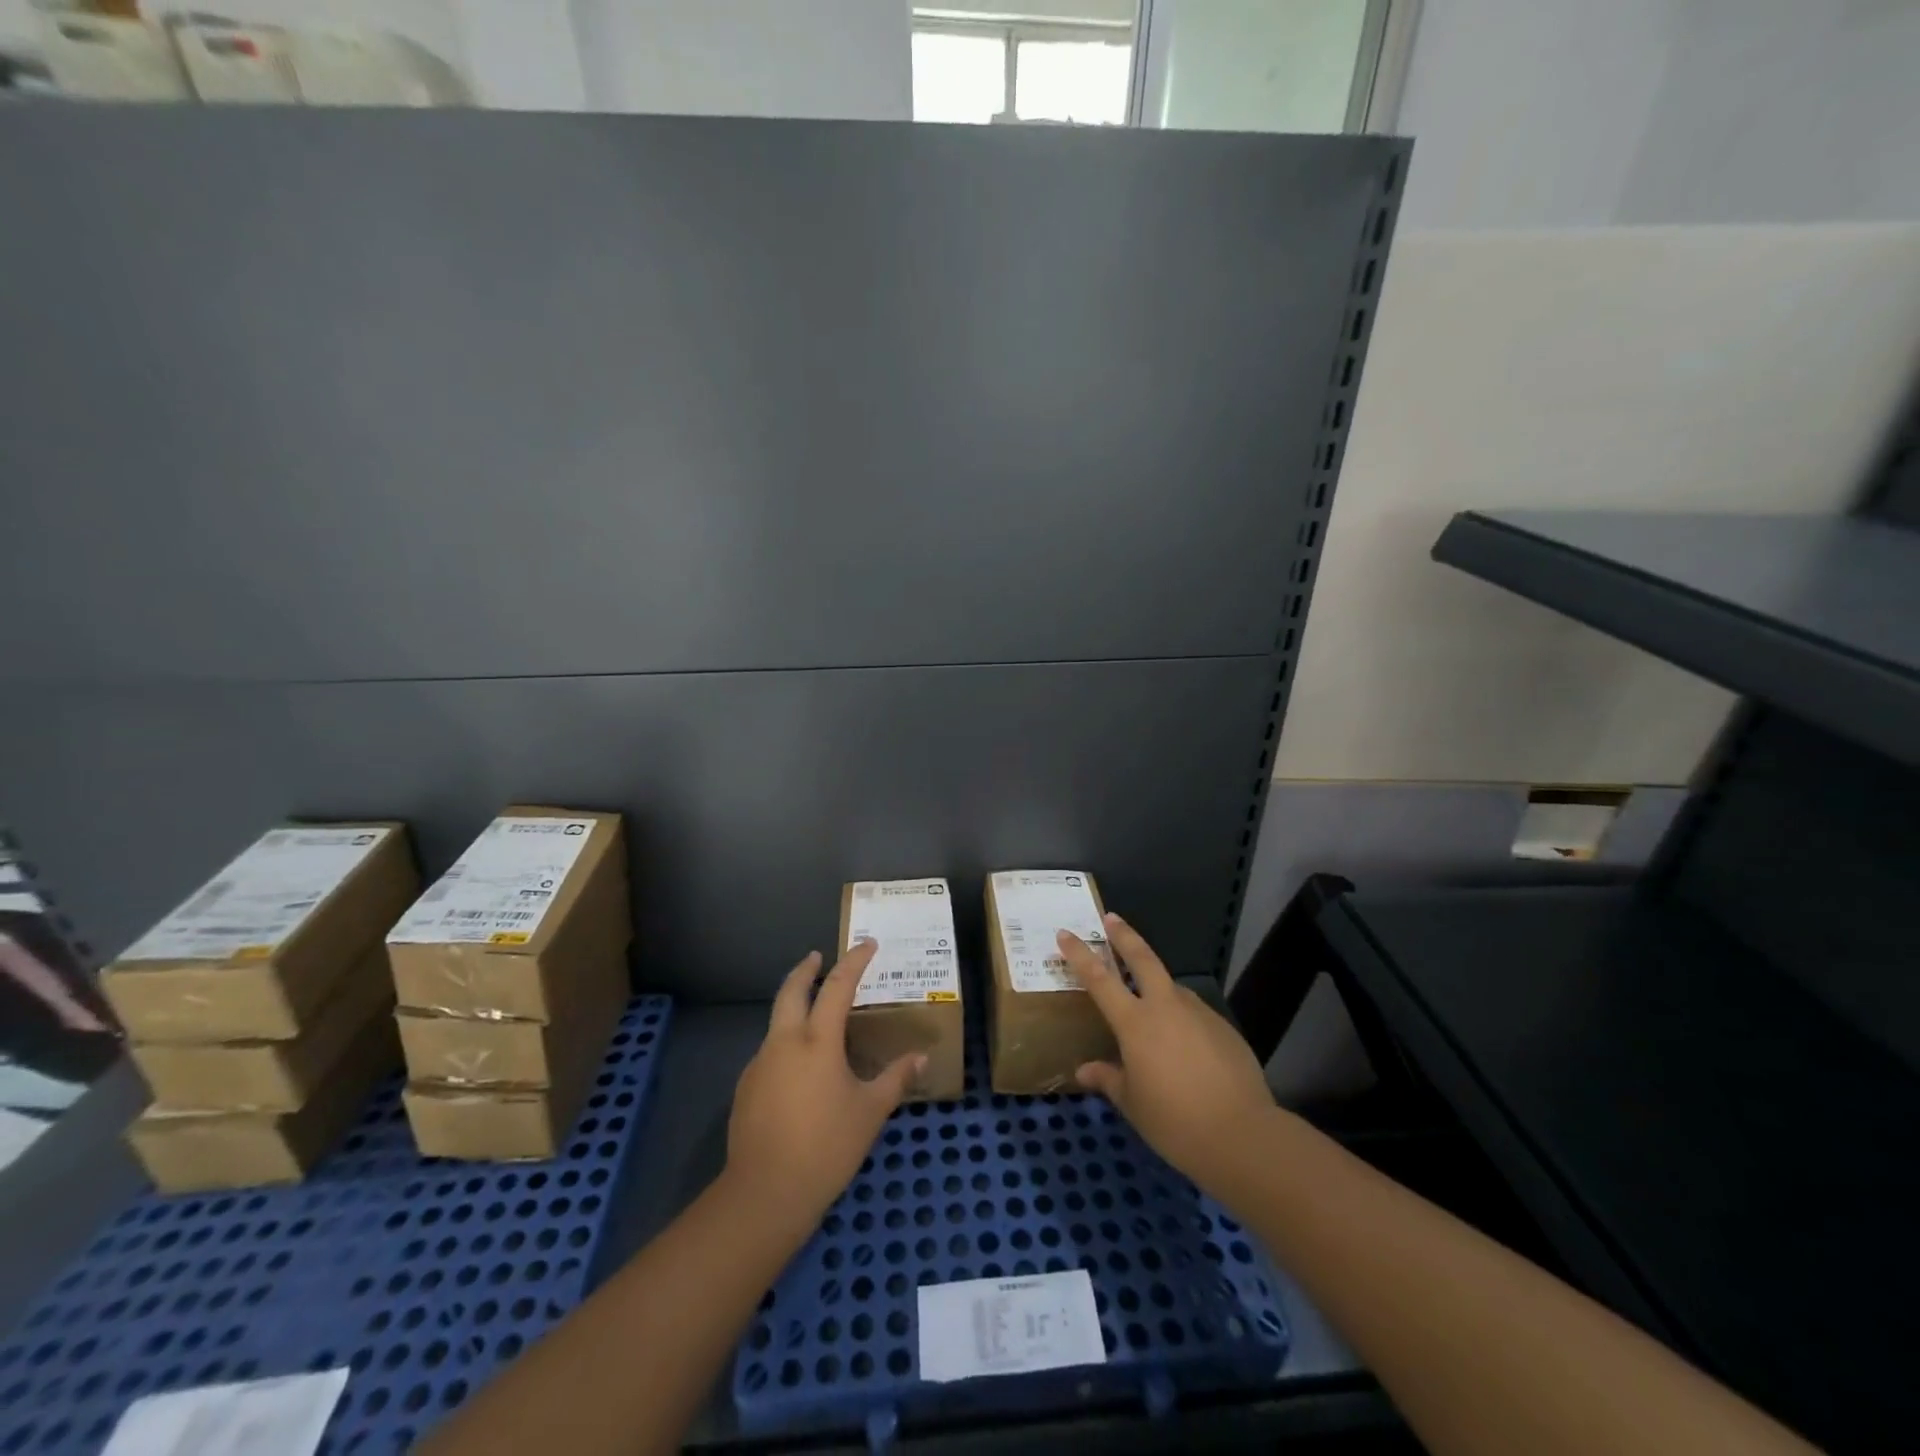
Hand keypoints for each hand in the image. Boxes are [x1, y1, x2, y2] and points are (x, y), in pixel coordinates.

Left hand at [727, 940, 924, 1222]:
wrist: (764, 1193)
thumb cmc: (827, 1147)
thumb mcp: (870, 1112)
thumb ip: (895, 1079)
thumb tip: (921, 1058)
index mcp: (817, 1041)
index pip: (837, 987)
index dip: (854, 962)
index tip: (867, 944)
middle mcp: (784, 1042)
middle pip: (791, 990)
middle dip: (806, 970)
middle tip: (818, 958)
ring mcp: (760, 1064)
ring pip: (777, 1022)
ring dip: (794, 1008)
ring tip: (815, 1018)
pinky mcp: (746, 1088)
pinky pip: (770, 1052)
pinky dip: (786, 1044)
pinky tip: (800, 1069)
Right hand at [1057, 914, 1276, 1189]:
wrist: (1242, 1135)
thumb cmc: (1174, 1122)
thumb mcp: (1132, 1104)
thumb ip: (1108, 1079)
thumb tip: (1084, 1070)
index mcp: (1135, 1023)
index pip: (1099, 979)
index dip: (1079, 954)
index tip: (1065, 933)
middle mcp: (1165, 1006)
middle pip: (1142, 957)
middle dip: (1124, 935)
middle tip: (1111, 919)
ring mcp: (1198, 1012)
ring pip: (1171, 987)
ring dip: (1157, 984)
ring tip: (1150, 1004)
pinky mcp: (1223, 1027)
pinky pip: (1194, 1013)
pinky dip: (1182, 1017)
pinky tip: (1184, 1044)